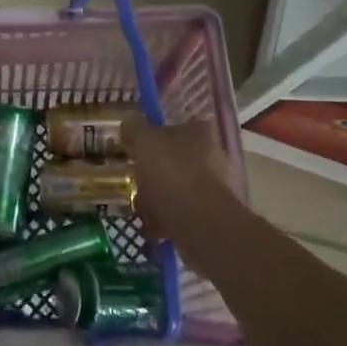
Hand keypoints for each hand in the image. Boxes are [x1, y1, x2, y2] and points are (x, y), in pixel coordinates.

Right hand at [121, 118, 240, 241]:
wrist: (200, 223)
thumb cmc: (171, 173)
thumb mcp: (144, 141)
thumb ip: (135, 128)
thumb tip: (129, 119)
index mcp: (199, 132)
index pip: (176, 126)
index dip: (155, 137)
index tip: (137, 150)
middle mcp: (213, 155)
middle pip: (177, 158)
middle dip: (157, 171)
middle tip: (136, 180)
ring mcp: (216, 187)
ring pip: (179, 187)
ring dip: (161, 196)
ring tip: (141, 207)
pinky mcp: (214, 216)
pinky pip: (184, 212)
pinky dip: (169, 218)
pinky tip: (152, 226)